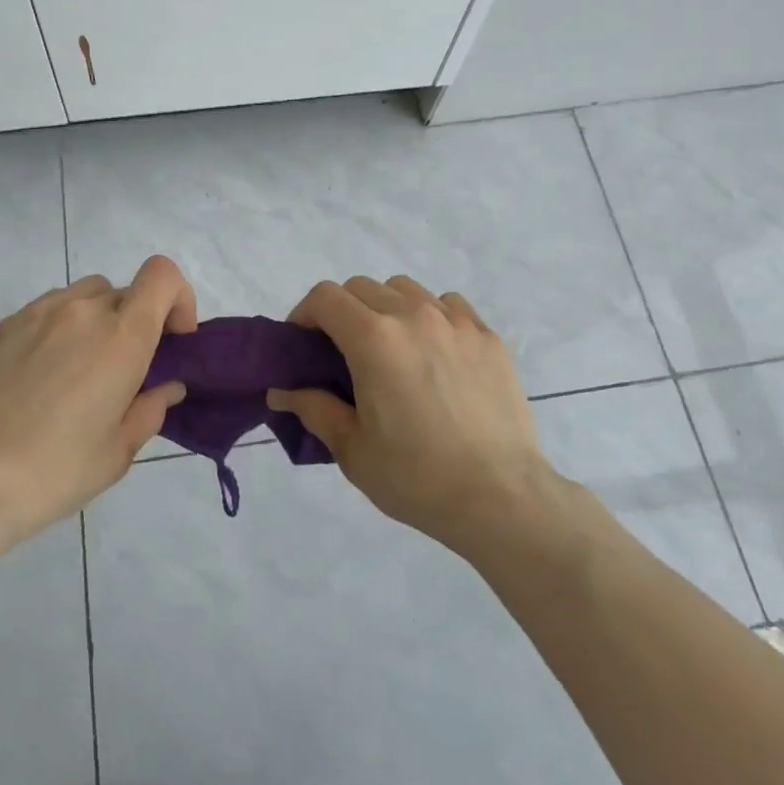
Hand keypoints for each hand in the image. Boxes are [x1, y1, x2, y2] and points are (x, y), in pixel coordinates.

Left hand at [0, 255, 196, 548]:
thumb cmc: (53, 472)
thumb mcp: (118, 452)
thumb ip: (151, 409)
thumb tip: (167, 386)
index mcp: (121, 336)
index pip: (163, 276)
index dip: (178, 299)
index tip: (172, 341)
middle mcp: (81, 311)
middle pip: (126, 292)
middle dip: (137, 323)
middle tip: (125, 372)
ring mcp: (36, 313)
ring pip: (84, 297)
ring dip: (97, 322)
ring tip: (80, 372)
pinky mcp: (2, 327)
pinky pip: (47, 311)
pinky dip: (59, 330)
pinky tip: (40, 378)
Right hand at [267, 276, 546, 551]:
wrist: (501, 497)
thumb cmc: (416, 477)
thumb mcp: (352, 450)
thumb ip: (314, 409)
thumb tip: (282, 392)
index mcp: (374, 338)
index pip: (325, 297)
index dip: (304, 314)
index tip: (303, 345)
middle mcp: (413, 315)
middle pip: (362, 287)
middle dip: (341, 312)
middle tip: (342, 353)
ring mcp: (455, 322)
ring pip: (405, 289)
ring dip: (385, 308)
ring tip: (391, 349)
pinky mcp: (487, 337)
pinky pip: (448, 305)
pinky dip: (430, 315)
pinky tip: (434, 352)